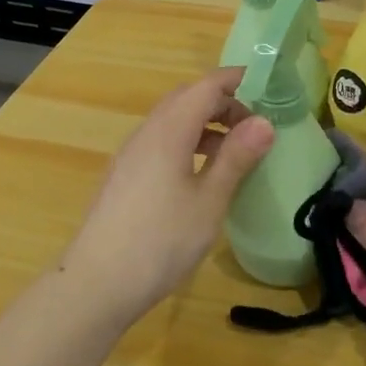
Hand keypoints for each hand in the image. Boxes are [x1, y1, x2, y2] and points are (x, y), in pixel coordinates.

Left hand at [59, 67, 273, 327]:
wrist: (97, 284)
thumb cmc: (160, 241)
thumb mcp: (209, 201)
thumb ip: (236, 158)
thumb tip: (265, 122)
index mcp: (169, 131)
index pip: (205, 87)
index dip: (237, 80)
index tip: (268, 86)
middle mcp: (146, 133)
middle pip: (186, 99)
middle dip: (222, 101)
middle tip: (255, 123)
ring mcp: (131, 155)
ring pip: (172, 121)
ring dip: (205, 123)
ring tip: (235, 149)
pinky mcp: (125, 176)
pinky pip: (161, 142)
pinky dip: (188, 142)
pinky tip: (202, 173)